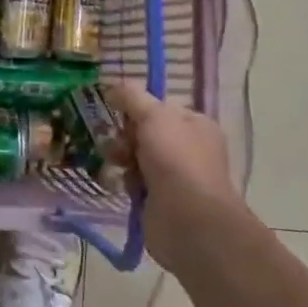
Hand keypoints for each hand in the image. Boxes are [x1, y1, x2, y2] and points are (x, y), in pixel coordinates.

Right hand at [107, 84, 247, 266]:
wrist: (188, 220)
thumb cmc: (176, 160)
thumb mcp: (154, 116)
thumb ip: (131, 97)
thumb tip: (112, 86)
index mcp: (195, 124)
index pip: (160, 108)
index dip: (137, 109)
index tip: (117, 113)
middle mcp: (188, 148)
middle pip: (146, 132)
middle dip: (126, 135)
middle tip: (116, 142)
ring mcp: (176, 176)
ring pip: (138, 157)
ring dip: (123, 157)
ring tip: (115, 163)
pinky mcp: (160, 201)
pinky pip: (136, 182)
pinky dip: (126, 181)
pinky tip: (122, 184)